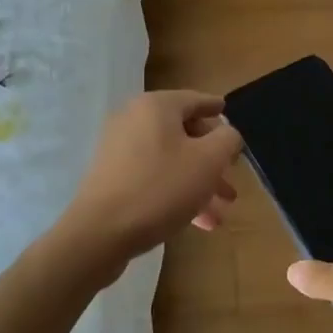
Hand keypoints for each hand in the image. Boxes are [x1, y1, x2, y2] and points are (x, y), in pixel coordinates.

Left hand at [60, 91, 241, 270]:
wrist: (100, 233)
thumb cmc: (161, 188)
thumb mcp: (209, 161)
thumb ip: (227, 139)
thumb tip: (226, 133)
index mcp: (156, 107)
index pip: (195, 100)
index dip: (216, 108)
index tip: (227, 113)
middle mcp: (134, 120)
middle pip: (184, 134)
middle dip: (213, 161)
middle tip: (231, 182)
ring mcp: (119, 150)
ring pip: (171, 161)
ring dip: (198, 184)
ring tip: (220, 214)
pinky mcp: (112, 178)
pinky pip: (153, 178)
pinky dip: (176, 193)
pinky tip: (196, 222)